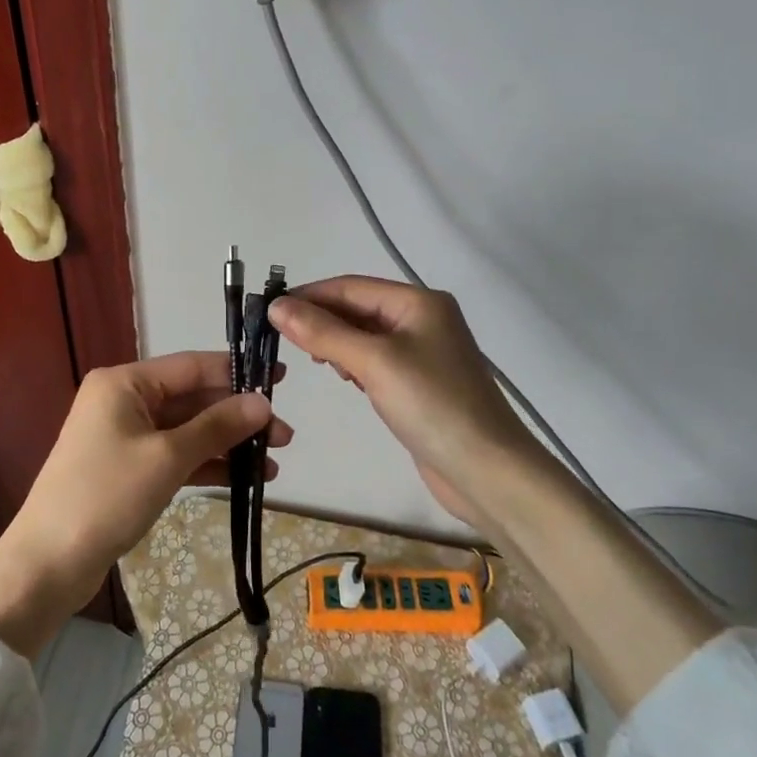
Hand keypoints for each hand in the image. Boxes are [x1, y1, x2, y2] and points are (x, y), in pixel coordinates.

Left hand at [0, 352, 290, 655]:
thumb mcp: (168, 457)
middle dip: (237, 417)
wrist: (47, 565)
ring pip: (187, 430)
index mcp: (125, 382)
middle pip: (192, 399)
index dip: (237, 372)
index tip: (280, 380)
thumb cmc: (106, 496)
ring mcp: (125, 436)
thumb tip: (262, 403)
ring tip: (273, 461)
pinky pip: (175, 455)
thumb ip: (217, 426)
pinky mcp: (128, 469)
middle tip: (284, 436)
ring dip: (227, 444)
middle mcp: (124, 400)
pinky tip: (244, 478)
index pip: (192, 366)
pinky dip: (206, 464)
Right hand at [270, 276, 535, 527]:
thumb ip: (324, 332)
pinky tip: (343, 378)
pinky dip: (355, 364)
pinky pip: (378, 361)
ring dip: (336, 342)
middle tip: (282, 339)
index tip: (269, 309)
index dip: (309, 295)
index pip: (351, 286)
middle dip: (321, 319)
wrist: (487, 470)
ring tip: (313, 360)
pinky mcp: (422, 384)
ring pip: (366, 335)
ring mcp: (424, 353)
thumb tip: (277, 306)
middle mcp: (423, 319)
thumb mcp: (374, 362)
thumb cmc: (432, 405)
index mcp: (418, 302)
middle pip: (359, 308)